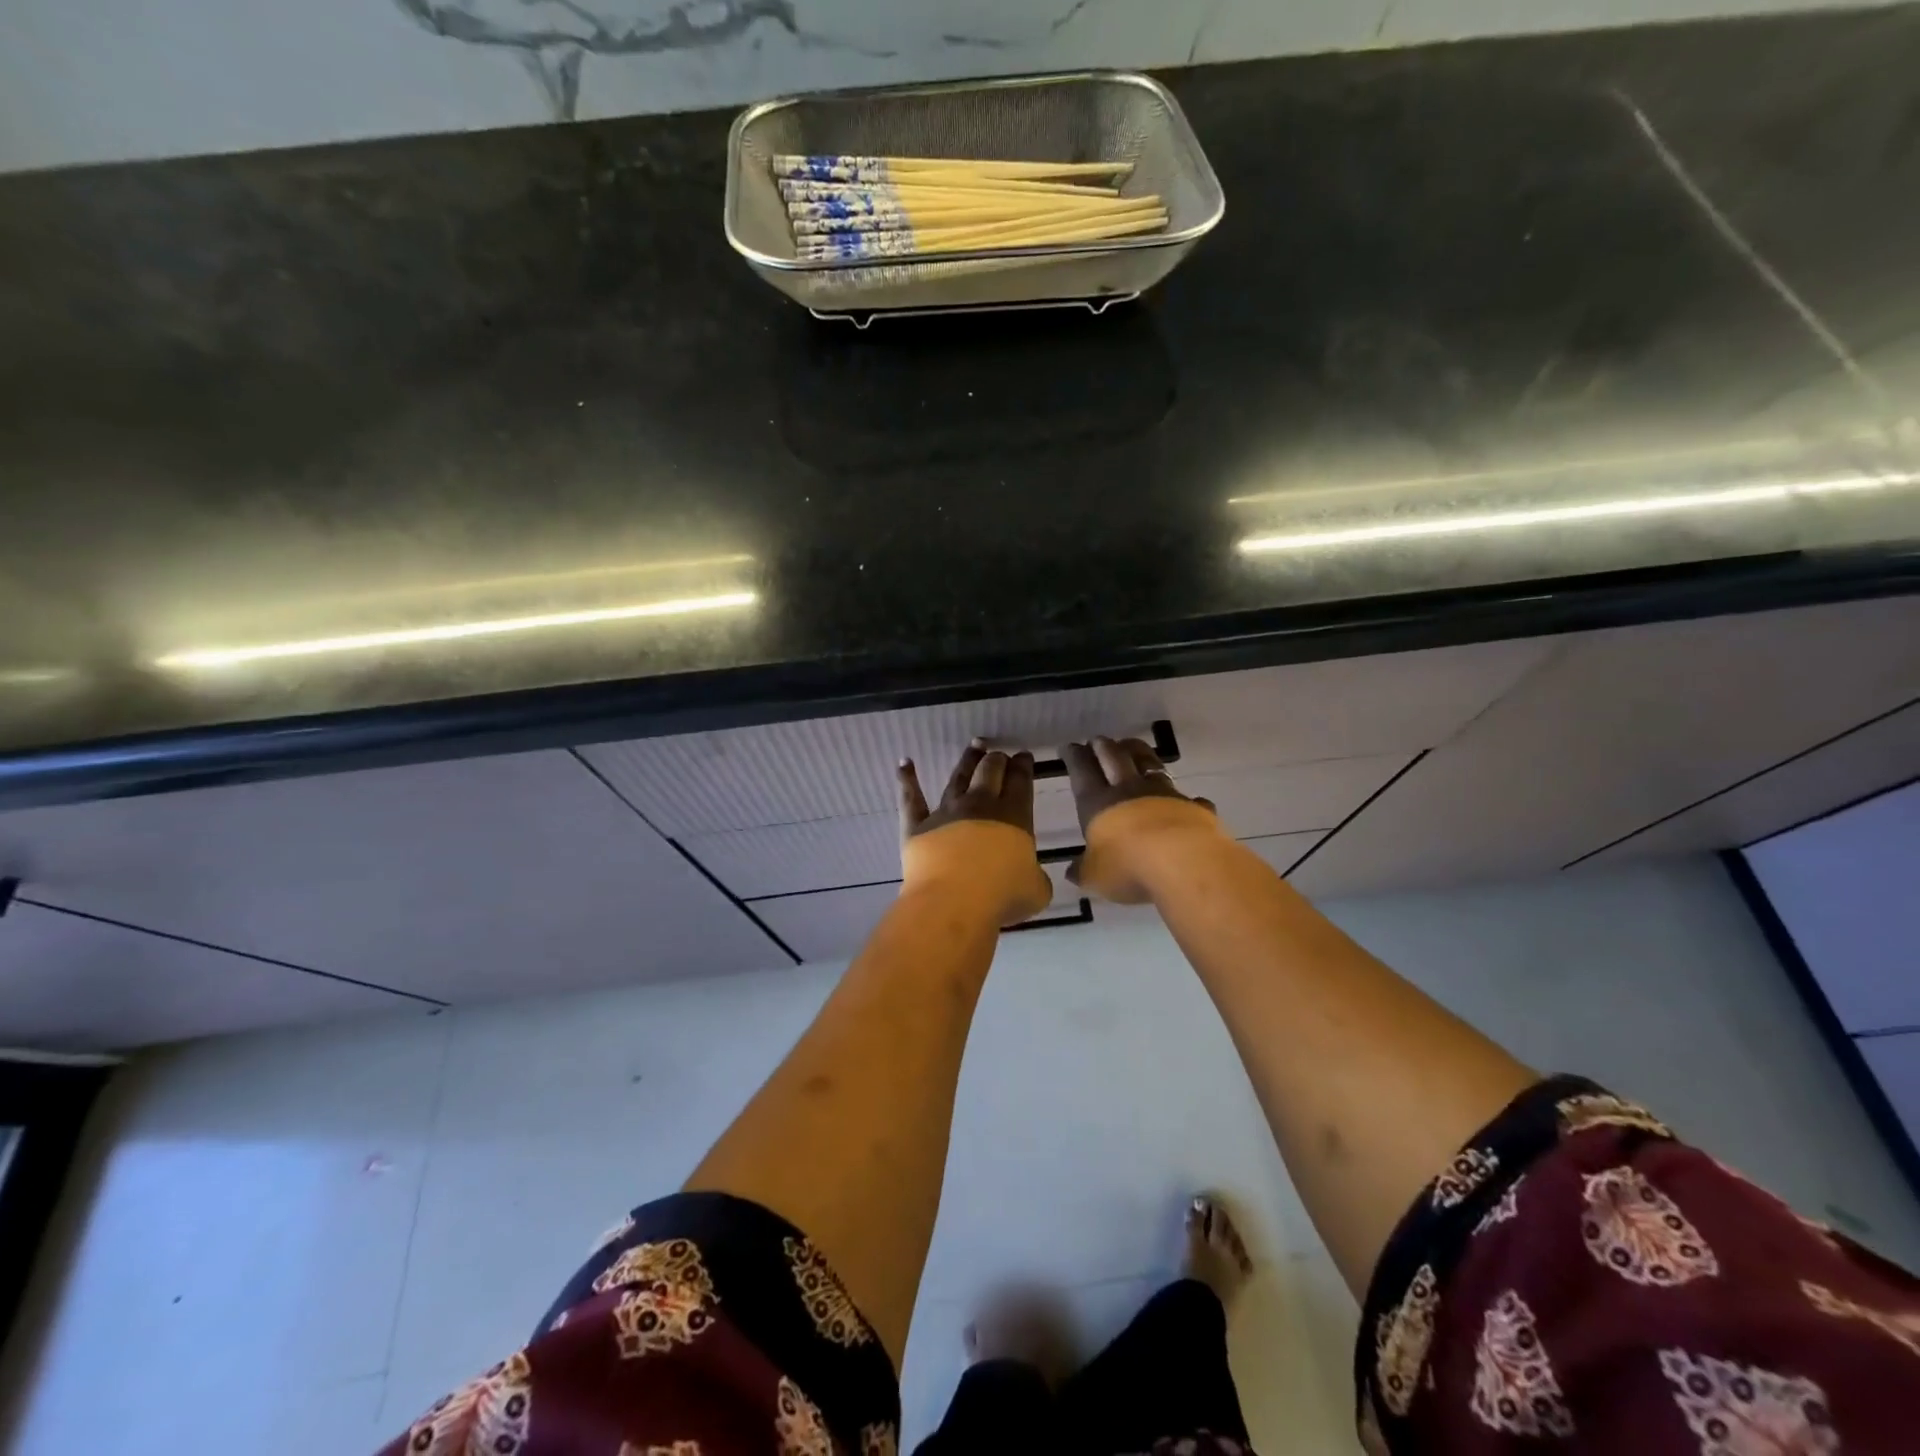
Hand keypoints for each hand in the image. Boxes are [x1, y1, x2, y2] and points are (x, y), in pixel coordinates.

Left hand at [898, 742, 1052, 925]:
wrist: (954, 902)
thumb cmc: (1002, 896)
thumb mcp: (1036, 890)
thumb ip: (1034, 876)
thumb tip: (1030, 876)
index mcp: (1014, 816)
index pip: (1020, 782)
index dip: (1023, 766)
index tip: (1023, 756)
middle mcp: (980, 806)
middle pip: (990, 772)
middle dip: (997, 760)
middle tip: (999, 755)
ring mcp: (946, 812)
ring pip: (958, 777)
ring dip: (968, 760)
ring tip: (975, 746)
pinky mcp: (917, 825)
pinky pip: (911, 798)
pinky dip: (907, 779)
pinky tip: (904, 763)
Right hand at [1060, 736, 1221, 902]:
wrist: (1184, 863)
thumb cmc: (1128, 867)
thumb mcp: (1095, 876)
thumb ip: (1084, 870)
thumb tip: (1073, 871)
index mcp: (1098, 803)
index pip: (1082, 771)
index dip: (1074, 757)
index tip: (1069, 746)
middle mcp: (1130, 791)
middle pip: (1115, 758)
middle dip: (1104, 746)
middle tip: (1098, 740)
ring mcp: (1165, 794)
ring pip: (1149, 764)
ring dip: (1139, 753)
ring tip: (1132, 747)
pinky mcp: (1193, 807)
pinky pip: (1188, 798)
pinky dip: (1185, 798)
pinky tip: (1189, 800)